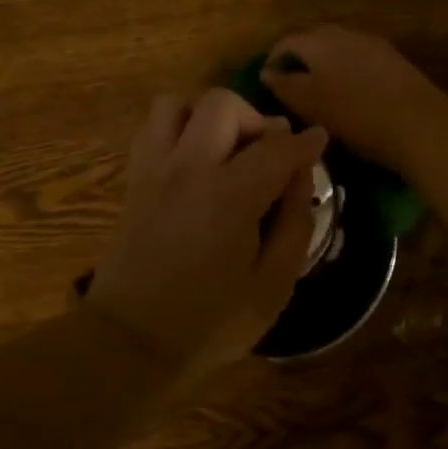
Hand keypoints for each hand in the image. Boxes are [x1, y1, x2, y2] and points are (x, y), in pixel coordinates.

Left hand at [86, 88, 328, 376]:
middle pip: (222, 105)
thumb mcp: (273, 287)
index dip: (304, 141)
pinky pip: (152, 128)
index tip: (318, 140)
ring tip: (226, 147)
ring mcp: (154, 169)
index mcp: (229, 196)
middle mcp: (188, 168)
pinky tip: (194, 159)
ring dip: (208, 115)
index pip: (276, 147)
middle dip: (255, 118)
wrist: (129, 345)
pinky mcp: (134, 180)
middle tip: (268, 152)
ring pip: (177, 103)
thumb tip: (300, 177)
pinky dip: (178, 127)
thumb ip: (295, 224)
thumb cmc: (209, 323)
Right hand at [258, 25, 446, 171]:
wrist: (418, 122)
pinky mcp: (393, 60)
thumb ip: (284, 85)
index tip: (267, 83)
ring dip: (325, 64)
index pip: (286, 41)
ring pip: (339, 48)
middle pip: (314, 40)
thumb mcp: (309, 104)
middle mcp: (344, 33)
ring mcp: (372, 44)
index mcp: (319, 40)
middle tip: (292, 86)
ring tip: (320, 92)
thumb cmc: (355, 114)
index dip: (272, 60)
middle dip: (300, 59)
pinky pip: (360, 59)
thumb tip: (267, 72)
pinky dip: (348, 71)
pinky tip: (351, 94)